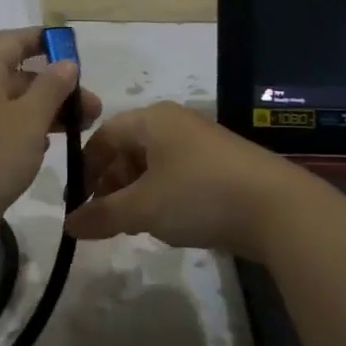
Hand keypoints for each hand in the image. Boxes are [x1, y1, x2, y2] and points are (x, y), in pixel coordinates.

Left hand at [0, 29, 103, 235]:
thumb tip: (66, 62)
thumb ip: (52, 86)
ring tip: (80, 129)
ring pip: (12, 103)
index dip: (47, 42)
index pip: (16, 40)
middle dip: (56, 88)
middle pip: (18, 74)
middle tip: (92, 109)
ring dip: (46, 111)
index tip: (76, 51)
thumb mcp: (31, 117)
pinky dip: (26, 130)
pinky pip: (1, 126)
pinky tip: (47, 147)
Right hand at [64, 102, 325, 258]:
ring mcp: (201, 143)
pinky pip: (178, 176)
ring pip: (153, 166)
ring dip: (137, 194)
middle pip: (128, 149)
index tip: (78, 204)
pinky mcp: (221, 166)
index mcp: (151, 119)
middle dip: (112, 184)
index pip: (103, 136)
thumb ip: (102, 215)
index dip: (86, 169)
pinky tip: (169, 224)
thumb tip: (68, 225)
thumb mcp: (142, 208)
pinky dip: (164, 197)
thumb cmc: (198, 195)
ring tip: (135, 225)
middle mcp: (175, 123)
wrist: (277, 208)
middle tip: (105, 219)